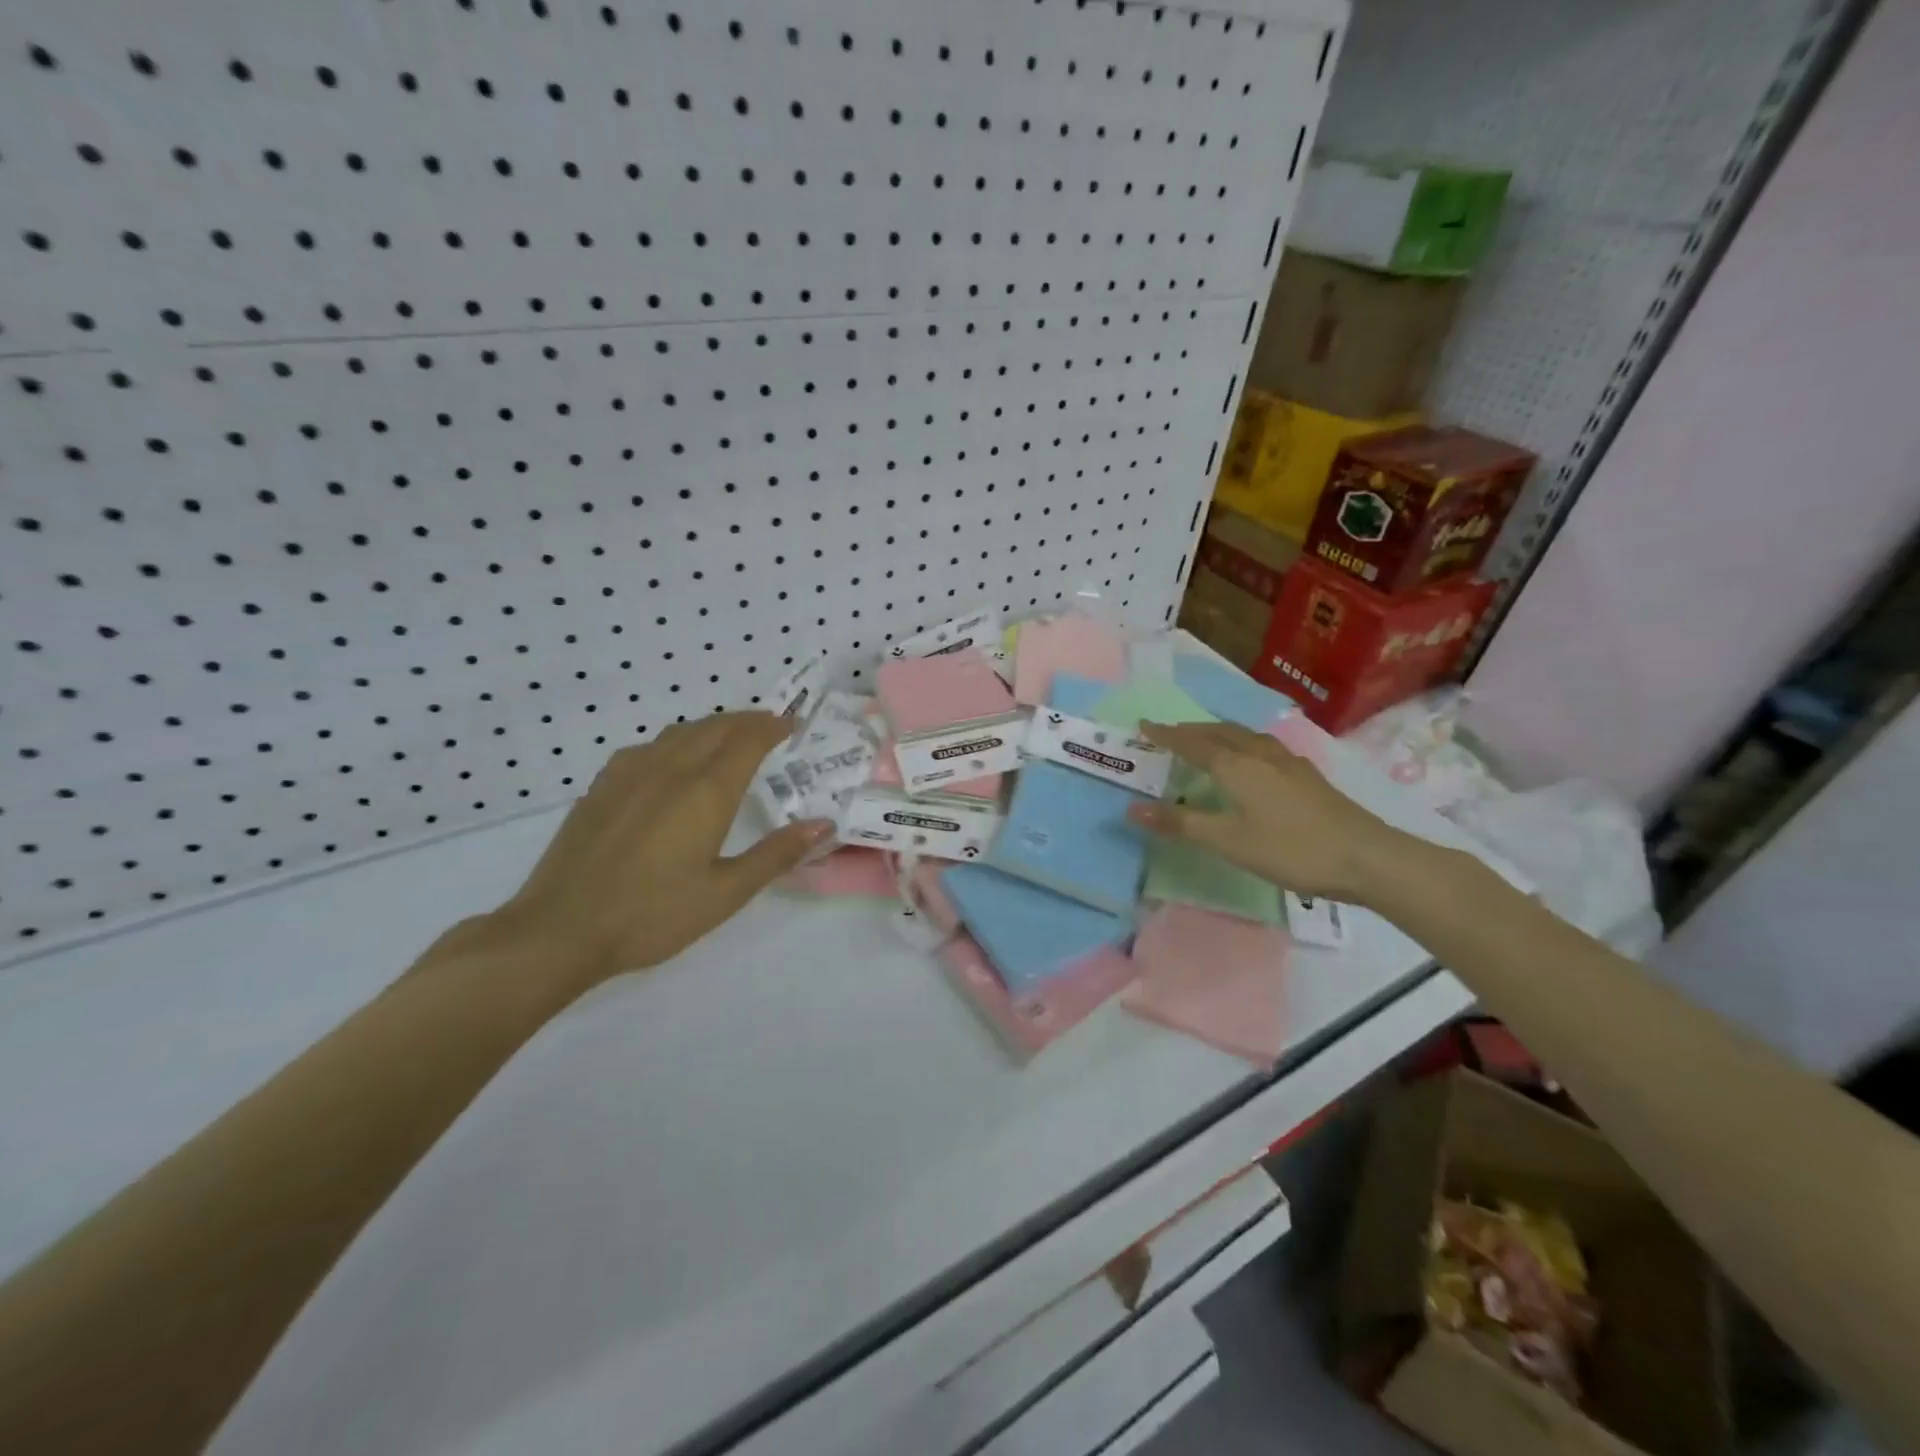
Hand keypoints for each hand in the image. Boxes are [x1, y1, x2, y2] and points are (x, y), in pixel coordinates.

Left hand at [478, 712, 833, 990]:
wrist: (559, 930)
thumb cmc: (652, 915)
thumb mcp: (725, 893)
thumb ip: (776, 854)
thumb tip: (823, 823)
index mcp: (705, 792)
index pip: (747, 741)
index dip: (773, 727)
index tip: (792, 723)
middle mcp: (669, 769)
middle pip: (714, 727)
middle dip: (747, 720)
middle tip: (770, 725)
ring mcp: (629, 774)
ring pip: (679, 732)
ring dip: (711, 726)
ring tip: (728, 737)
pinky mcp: (601, 787)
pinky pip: (648, 747)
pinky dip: (675, 741)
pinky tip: (670, 761)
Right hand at [1125, 720, 1406, 902]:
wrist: (1366, 857)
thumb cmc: (1290, 849)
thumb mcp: (1228, 841)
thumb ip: (1181, 823)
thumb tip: (1132, 808)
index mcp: (1236, 766)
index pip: (1192, 743)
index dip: (1167, 735)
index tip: (1143, 725)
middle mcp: (1259, 754)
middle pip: (1219, 733)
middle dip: (1190, 730)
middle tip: (1168, 732)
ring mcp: (1287, 762)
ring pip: (1243, 736)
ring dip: (1217, 733)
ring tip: (1204, 738)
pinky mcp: (1306, 774)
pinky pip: (1261, 745)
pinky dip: (1241, 743)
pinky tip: (1251, 757)